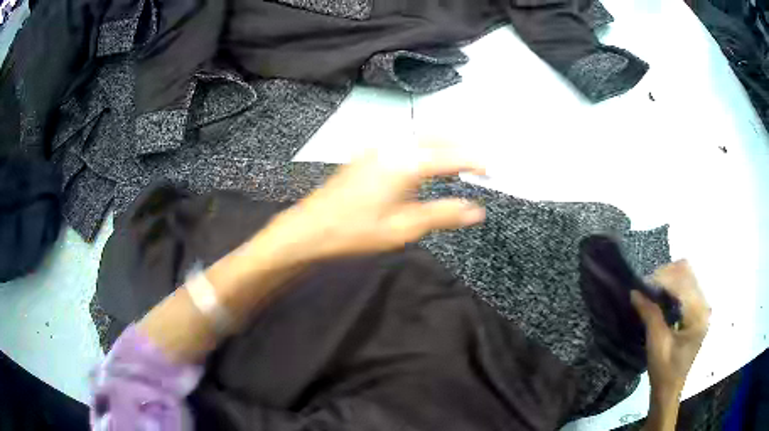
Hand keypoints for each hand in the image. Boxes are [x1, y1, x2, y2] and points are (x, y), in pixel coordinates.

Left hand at [266, 142, 485, 262]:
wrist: (311, 227)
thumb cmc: (357, 230)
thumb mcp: (404, 228)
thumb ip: (443, 215)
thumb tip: (477, 211)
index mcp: (406, 162)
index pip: (451, 155)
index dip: (475, 161)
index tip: (492, 170)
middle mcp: (393, 145)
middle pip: (437, 137)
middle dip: (461, 147)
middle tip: (478, 165)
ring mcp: (377, 147)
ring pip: (419, 137)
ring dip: (442, 145)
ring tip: (458, 164)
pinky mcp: (367, 154)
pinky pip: (404, 142)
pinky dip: (423, 148)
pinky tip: (425, 163)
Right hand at [631, 260, 709, 400]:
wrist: (670, 388)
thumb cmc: (664, 370)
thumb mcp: (656, 343)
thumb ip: (650, 314)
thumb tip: (635, 291)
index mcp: (698, 315)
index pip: (682, 282)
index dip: (661, 279)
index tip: (641, 285)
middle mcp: (704, 305)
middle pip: (686, 272)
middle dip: (665, 275)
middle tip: (645, 287)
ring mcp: (702, 306)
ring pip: (686, 275)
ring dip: (668, 278)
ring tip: (651, 290)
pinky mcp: (697, 309)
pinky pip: (686, 285)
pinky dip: (672, 285)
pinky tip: (660, 296)